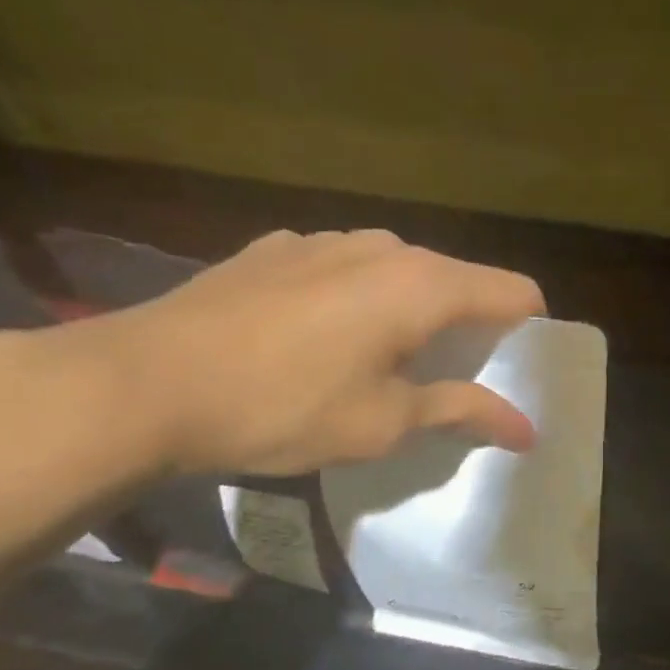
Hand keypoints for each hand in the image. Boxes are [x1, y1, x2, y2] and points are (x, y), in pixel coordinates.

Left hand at [39, 229, 545, 475]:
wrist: (141, 384)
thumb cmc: (282, 407)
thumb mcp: (384, 422)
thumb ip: (462, 411)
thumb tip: (527, 429)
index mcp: (421, 284)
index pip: (514, 292)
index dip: (529, 332)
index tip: (519, 374)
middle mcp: (382, 246)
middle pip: (458, 280)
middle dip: (470, 329)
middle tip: (455, 384)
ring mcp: (324, 240)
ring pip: (400, 273)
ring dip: (413, 315)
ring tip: (385, 366)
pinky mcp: (277, 249)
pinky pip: (346, 271)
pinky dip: (360, 302)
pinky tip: (321, 342)